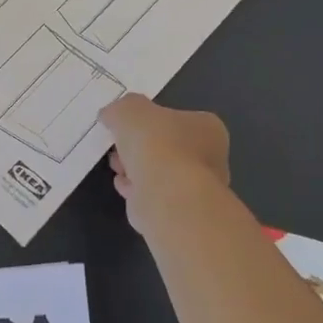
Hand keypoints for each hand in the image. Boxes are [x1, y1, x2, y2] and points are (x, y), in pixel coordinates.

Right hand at [100, 94, 229, 209]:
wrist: (167, 197)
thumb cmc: (157, 144)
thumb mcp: (130, 109)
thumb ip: (121, 108)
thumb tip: (112, 115)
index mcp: (207, 128)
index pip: (178, 119)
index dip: (150, 121)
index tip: (128, 126)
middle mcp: (210, 159)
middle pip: (167, 147)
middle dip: (139, 148)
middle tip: (118, 146)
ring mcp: (197, 190)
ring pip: (159, 174)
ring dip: (136, 170)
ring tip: (116, 167)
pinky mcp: (181, 214)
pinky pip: (154, 196)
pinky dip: (138, 191)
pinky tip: (124, 187)